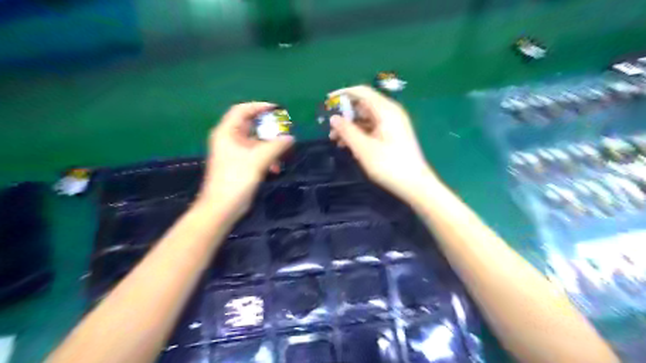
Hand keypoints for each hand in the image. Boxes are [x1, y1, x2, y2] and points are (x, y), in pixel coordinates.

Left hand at [200, 103, 294, 218]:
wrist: (222, 207)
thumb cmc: (236, 179)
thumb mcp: (258, 159)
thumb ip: (276, 146)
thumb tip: (291, 137)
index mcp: (227, 132)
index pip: (242, 110)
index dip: (259, 107)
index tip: (277, 110)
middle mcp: (229, 139)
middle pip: (250, 126)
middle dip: (268, 129)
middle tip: (285, 130)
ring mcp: (234, 153)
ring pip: (255, 142)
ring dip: (270, 146)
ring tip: (283, 152)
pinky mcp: (239, 165)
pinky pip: (255, 155)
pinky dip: (266, 158)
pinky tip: (275, 168)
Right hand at [330, 86, 435, 201]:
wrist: (414, 184)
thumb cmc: (389, 165)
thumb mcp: (364, 148)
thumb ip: (347, 131)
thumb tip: (333, 118)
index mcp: (386, 111)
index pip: (362, 92)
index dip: (343, 94)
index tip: (328, 102)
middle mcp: (390, 114)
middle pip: (363, 106)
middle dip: (345, 116)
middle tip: (331, 130)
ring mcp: (392, 125)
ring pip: (366, 119)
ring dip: (350, 128)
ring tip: (336, 142)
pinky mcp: (392, 136)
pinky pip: (372, 129)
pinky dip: (360, 135)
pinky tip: (350, 147)